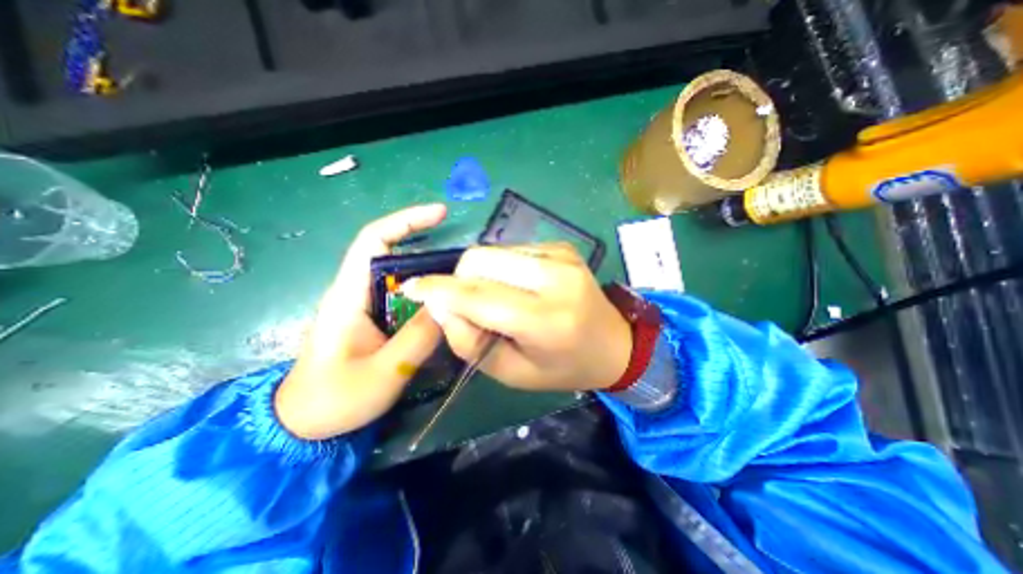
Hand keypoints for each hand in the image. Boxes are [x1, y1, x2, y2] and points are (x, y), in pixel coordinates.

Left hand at [274, 205, 446, 436]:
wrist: (304, 426)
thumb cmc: (334, 400)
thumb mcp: (383, 372)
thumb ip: (418, 337)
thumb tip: (449, 303)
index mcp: (348, 294)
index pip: (374, 240)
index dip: (406, 221)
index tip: (441, 214)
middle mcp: (356, 291)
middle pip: (393, 253)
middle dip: (428, 247)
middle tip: (464, 259)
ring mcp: (365, 305)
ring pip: (402, 277)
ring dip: (430, 274)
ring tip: (460, 281)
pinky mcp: (374, 319)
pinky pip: (404, 297)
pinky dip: (425, 295)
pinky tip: (444, 306)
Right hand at [402, 243, 632, 394]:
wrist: (614, 343)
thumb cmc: (563, 367)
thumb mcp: (513, 373)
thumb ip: (470, 342)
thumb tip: (440, 306)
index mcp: (546, 320)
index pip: (478, 296)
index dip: (438, 290)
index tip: (412, 288)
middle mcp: (555, 278)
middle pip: (480, 260)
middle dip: (459, 279)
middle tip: (465, 304)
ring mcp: (561, 255)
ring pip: (493, 250)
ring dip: (480, 273)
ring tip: (496, 298)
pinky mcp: (562, 246)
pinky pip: (512, 249)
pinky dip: (501, 267)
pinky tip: (517, 286)